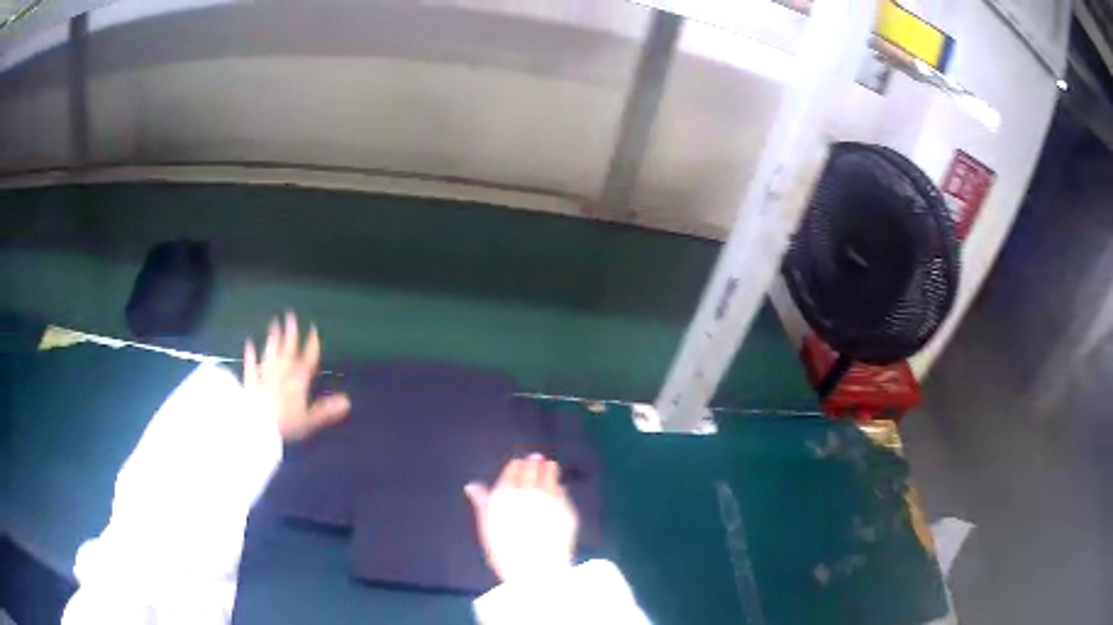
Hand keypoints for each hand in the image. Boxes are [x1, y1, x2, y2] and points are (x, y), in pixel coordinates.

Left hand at [244, 312, 350, 441]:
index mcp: (297, 381)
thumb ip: (326, 410)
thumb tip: (346, 401)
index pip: (307, 360)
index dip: (311, 345)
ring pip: (270, 352)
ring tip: (274, 323)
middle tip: (290, 315)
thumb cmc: (285, 424)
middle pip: (287, 349)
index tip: (313, 331)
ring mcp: (265, 374)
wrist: (257, 424)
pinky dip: (251, 353)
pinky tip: (249, 344)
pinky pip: (251, 363)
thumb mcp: (309, 420)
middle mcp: (281, 372)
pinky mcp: (250, 380)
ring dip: (273, 337)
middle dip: (290, 333)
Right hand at [465, 454, 578, 583]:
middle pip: (533, 469)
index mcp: (506, 494)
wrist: (536, 570)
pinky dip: (559, 488)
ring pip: (551, 475)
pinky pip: (563, 492)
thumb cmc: (504, 552)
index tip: (518, 464)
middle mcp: (529, 491)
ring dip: (549, 469)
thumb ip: (483, 503)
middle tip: (536, 458)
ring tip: (549, 466)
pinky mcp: (567, 509)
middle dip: (533, 464)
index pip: (512, 471)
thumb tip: (473, 486)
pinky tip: (559, 488)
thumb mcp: (487, 527)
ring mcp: (551, 499)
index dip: (516, 467)